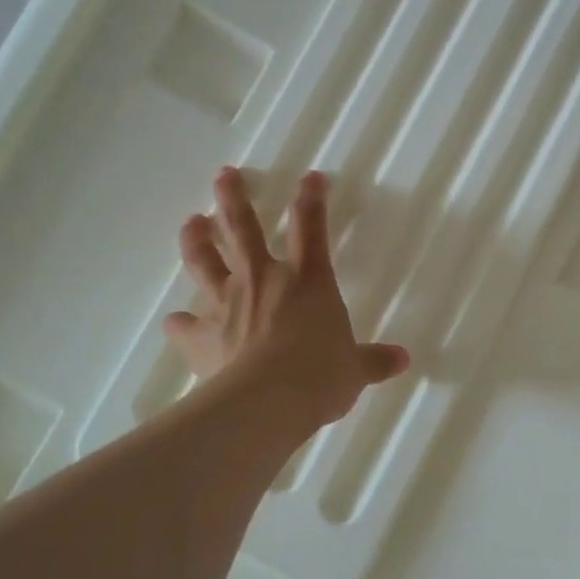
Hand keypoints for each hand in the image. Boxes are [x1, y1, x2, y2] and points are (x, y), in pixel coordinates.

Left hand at [163, 168, 408, 433]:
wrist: (267, 402)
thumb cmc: (320, 376)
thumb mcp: (355, 369)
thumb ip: (374, 360)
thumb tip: (403, 360)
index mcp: (307, 281)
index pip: (312, 229)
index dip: (312, 200)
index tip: (311, 177)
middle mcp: (263, 281)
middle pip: (243, 228)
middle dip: (233, 199)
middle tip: (224, 175)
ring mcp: (227, 305)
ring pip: (205, 262)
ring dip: (197, 240)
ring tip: (192, 223)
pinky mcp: (202, 337)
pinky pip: (186, 325)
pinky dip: (181, 324)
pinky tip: (176, 322)